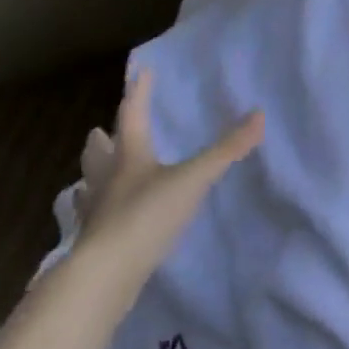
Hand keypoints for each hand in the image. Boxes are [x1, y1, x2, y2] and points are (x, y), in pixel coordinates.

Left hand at [71, 69, 262, 298]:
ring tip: (96, 176)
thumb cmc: (146, 216)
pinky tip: (100, 221)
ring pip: (88, 186)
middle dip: (102, 140)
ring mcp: (94, 213)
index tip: (141, 73)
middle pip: (98, 152)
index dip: (139, 93)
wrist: (104, 276)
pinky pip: (90, 220)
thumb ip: (226, 150)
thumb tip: (260, 114)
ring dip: (93, 177)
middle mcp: (106, 179)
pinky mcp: (91, 244)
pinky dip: (95, 214)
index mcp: (129, 156)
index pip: (132, 114)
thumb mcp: (193, 179)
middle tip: (101, 132)